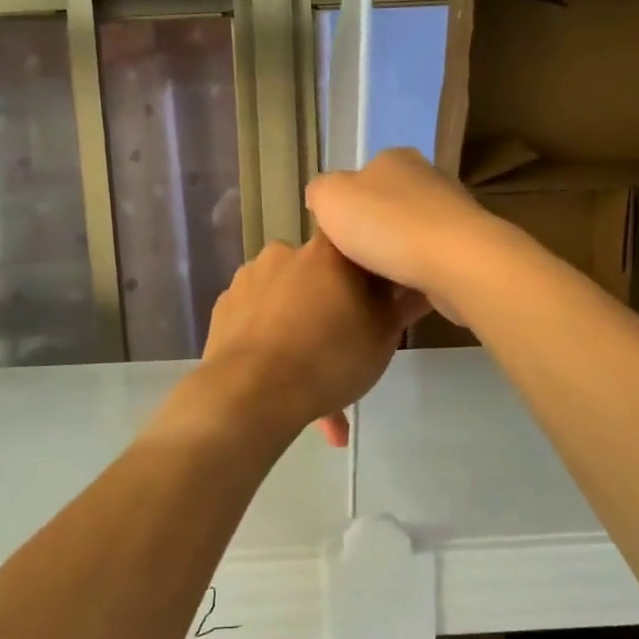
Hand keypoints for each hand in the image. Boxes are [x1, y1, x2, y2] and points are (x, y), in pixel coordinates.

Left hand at [198, 233, 426, 447]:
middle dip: (333, 312)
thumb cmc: (329, 357)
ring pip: (288, 306)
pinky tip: (284, 385)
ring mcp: (248, 279)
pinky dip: (272, 346)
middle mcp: (285, 253)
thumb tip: (415, 285)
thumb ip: (401, 304)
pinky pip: (259, 323)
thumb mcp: (384, 336)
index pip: (356, 245)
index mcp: (327, 251)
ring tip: (315, 389)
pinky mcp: (223, 309)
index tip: (376, 304)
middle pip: (319, 278)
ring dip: (302, 335)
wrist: (252, 393)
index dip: (369, 274)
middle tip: (346, 353)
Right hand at [305, 148, 499, 322]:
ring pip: (412, 234)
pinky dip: (418, 273)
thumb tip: (324, 198)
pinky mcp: (469, 247)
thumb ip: (320, 192)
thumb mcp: (329, 198)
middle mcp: (428, 178)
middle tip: (352, 261)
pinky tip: (404, 293)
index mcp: (394, 159)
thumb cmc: (385, 224)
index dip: (345, 206)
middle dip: (372, 231)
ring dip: (397, 254)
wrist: (455, 262)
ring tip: (375, 283)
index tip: (336, 236)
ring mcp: (453, 212)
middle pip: (388, 205)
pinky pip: (432, 260)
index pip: (362, 177)